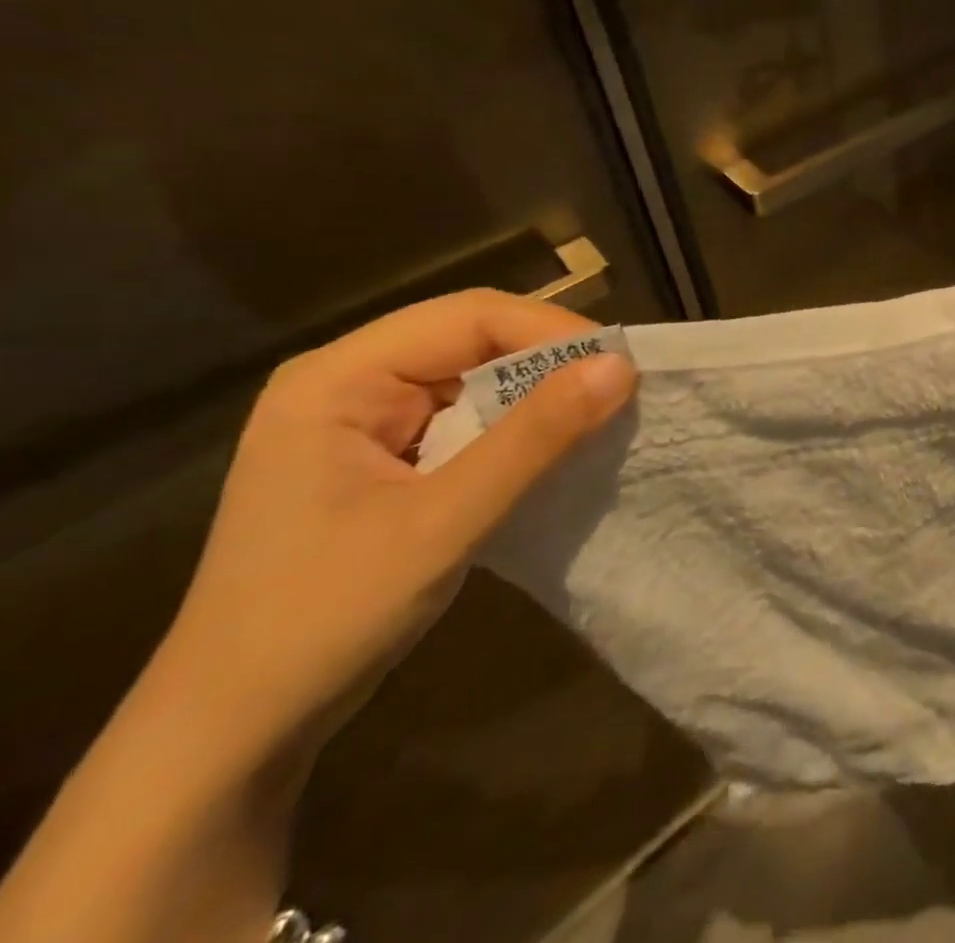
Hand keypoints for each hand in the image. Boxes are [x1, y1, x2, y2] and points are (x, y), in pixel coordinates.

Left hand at [149, 290, 635, 768]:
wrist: (232, 736)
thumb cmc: (322, 620)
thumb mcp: (442, 523)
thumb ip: (534, 439)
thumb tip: (622, 367)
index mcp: (338, 378)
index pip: (470, 316)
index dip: (553, 331)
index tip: (621, 369)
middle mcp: (350, 382)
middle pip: (474, 338)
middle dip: (551, 361)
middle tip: (621, 391)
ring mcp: (366, 421)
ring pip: (478, 377)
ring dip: (540, 395)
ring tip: (601, 416)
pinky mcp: (387, 458)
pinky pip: (470, 418)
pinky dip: (519, 428)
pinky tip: (555, 449)